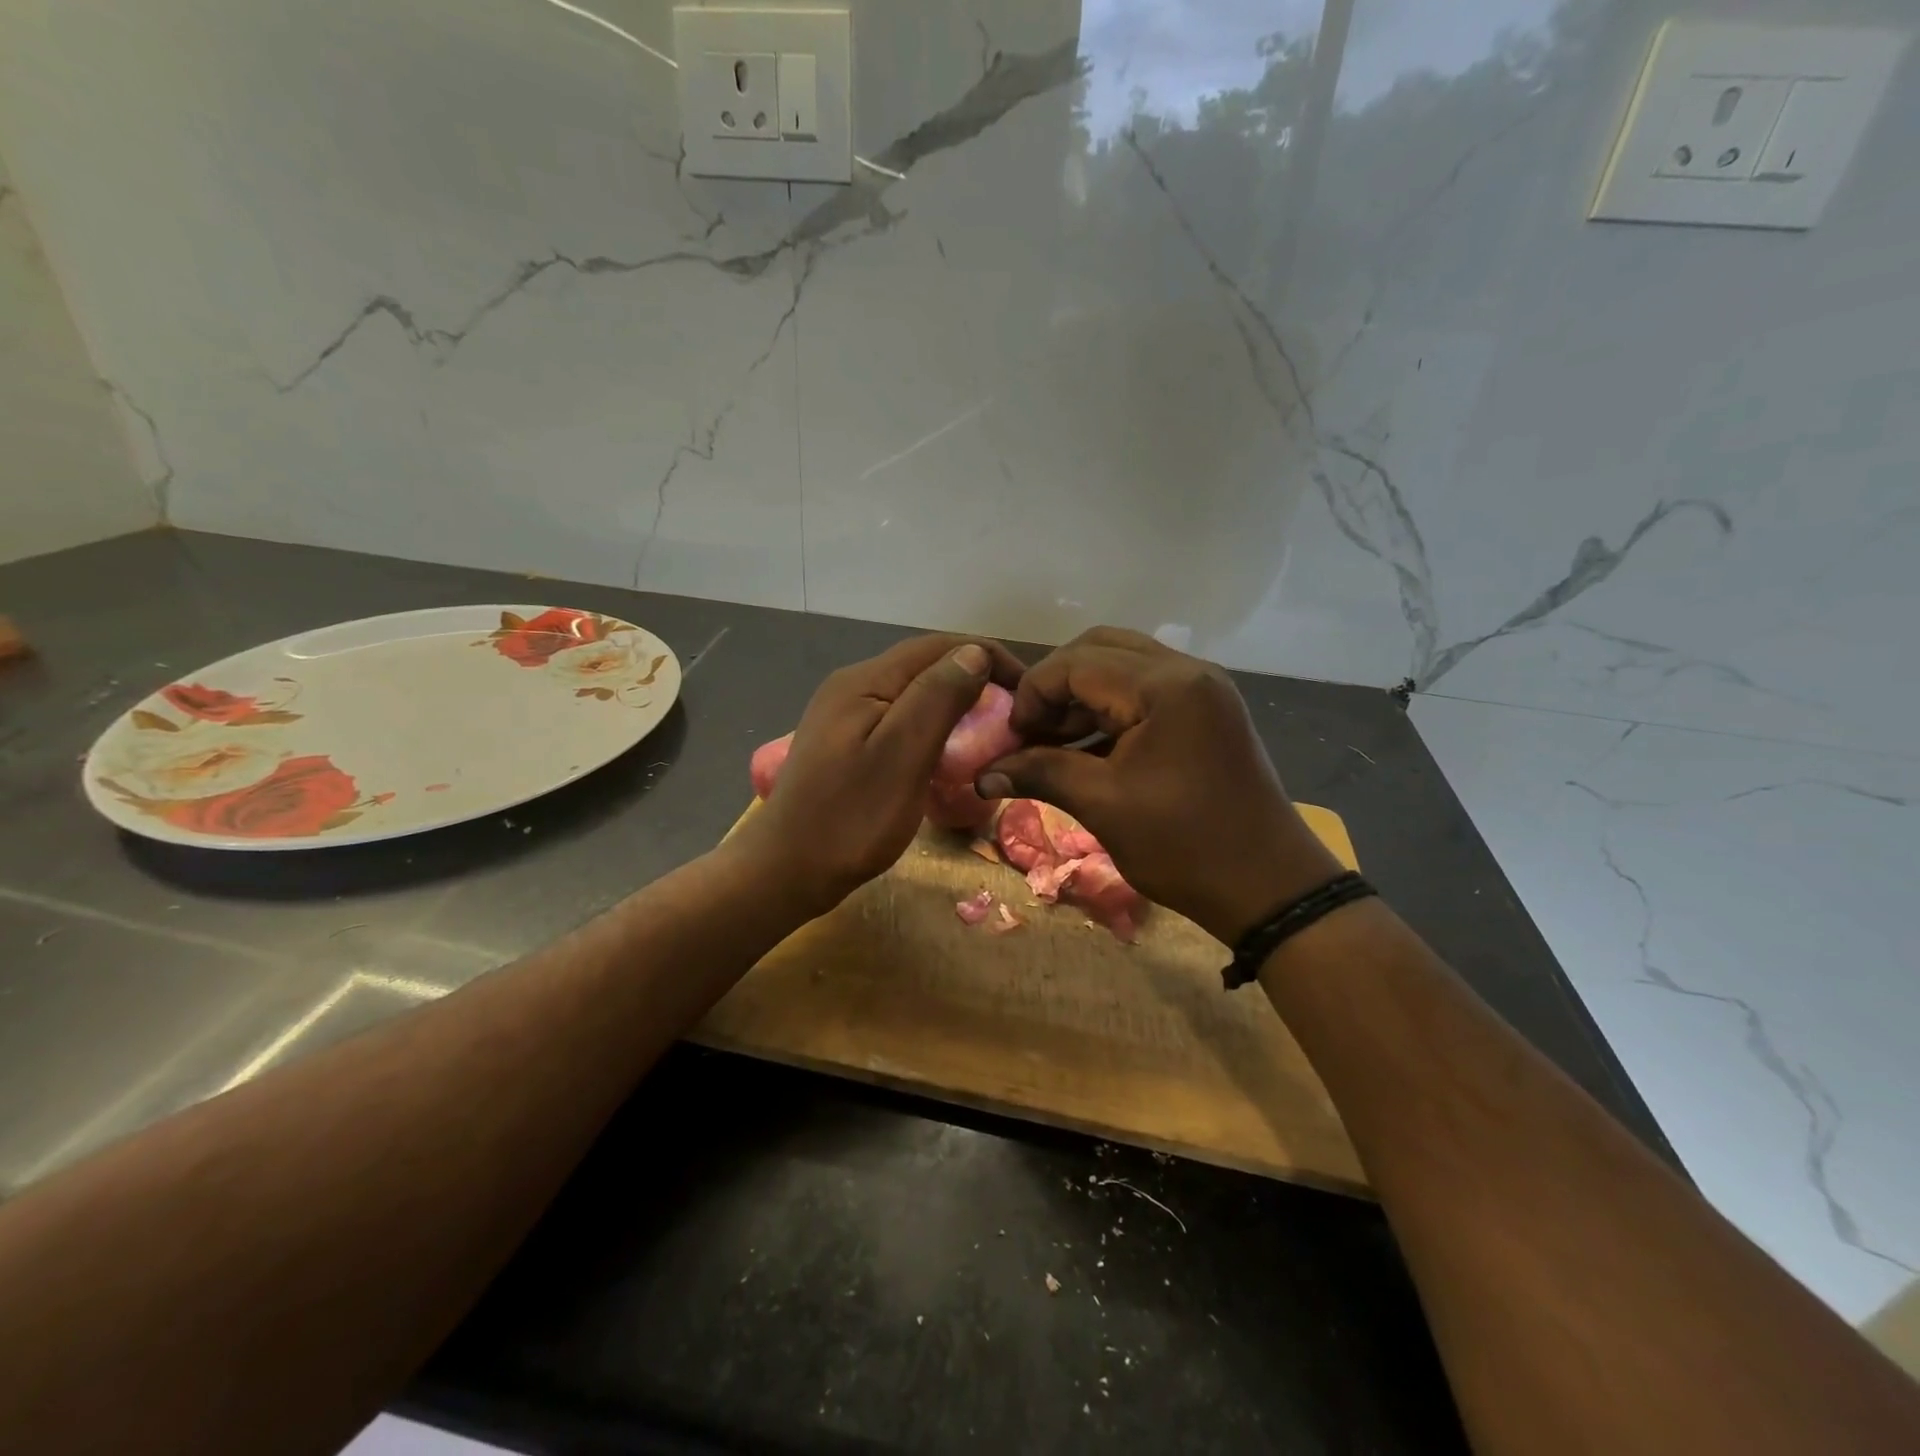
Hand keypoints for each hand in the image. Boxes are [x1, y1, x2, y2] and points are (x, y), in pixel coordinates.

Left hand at [734, 633, 1025, 917]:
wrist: (785, 871)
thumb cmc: (849, 819)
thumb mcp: (902, 757)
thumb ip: (937, 698)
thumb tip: (975, 652)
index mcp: (865, 681)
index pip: (939, 647)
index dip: (987, 658)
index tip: (1026, 692)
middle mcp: (852, 686)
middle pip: (925, 667)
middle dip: (974, 681)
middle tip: (1012, 718)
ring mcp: (845, 715)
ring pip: (913, 694)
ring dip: (955, 705)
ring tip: (989, 734)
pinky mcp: (846, 742)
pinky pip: (899, 720)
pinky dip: (932, 728)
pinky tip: (946, 754)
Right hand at [976, 627, 1342, 943]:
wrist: (1269, 888)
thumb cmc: (1185, 846)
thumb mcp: (1104, 806)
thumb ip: (1041, 773)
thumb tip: (982, 774)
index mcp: (1166, 686)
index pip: (1076, 662)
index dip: (1033, 695)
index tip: (1012, 740)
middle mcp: (1187, 671)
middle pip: (1099, 649)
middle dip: (1055, 686)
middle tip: (1032, 732)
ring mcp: (1202, 689)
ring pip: (1123, 665)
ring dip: (1081, 696)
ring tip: (1053, 743)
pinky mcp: (1207, 711)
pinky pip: (1145, 690)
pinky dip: (1110, 708)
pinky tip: (1087, 748)